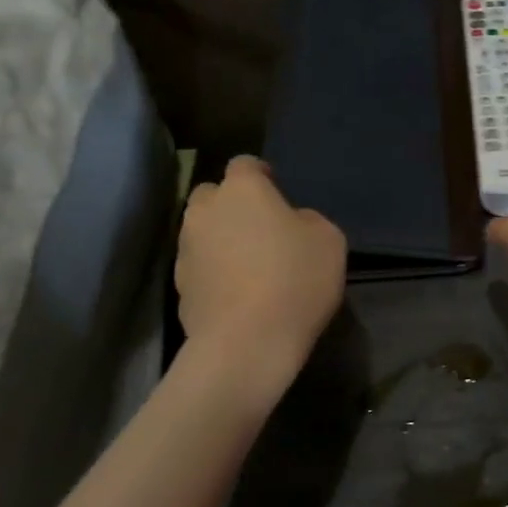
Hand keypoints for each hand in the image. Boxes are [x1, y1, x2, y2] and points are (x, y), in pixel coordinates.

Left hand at [175, 156, 345, 377]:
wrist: (247, 342)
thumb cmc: (295, 279)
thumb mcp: (329, 239)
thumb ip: (307, 220)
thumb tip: (291, 222)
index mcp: (242, 190)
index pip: (245, 164)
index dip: (261, 174)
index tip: (277, 190)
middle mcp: (205, 211)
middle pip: (213, 194)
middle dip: (232, 203)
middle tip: (260, 226)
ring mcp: (186, 249)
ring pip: (202, 231)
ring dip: (221, 238)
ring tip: (248, 263)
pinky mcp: (178, 287)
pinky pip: (199, 266)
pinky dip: (214, 271)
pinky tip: (237, 293)